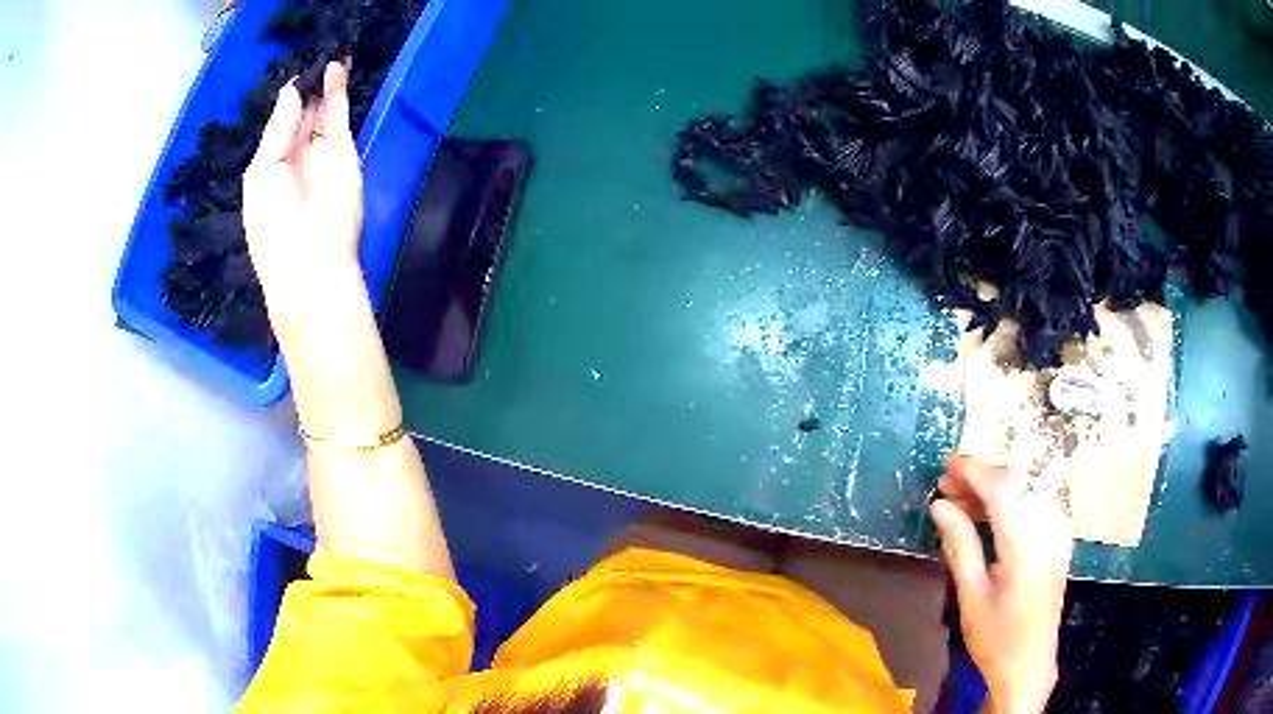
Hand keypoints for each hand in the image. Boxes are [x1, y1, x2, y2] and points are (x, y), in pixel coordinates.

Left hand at [242, 61, 363, 307]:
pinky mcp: (343, 151)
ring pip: (322, 110)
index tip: (291, 74)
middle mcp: (295, 157)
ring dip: (323, 85)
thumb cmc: (273, 224)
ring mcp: (320, 153)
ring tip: (326, 57)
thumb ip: (277, 129)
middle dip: (304, 90)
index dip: (284, 100)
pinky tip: (336, 68)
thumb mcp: (262, 173)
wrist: (311, 261)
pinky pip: (339, 114)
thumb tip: (289, 91)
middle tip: (310, 61)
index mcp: (269, 167)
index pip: (278, 126)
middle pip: (300, 115)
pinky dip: (338, 91)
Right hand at [930, 455, 1072, 713]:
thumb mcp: (971, 595)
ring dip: (994, 487)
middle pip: (1017, 482)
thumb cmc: (995, 638)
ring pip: (1027, 488)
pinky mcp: (1059, 538)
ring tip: (960, 500)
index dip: (973, 471)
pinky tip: (988, 514)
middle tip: (946, 485)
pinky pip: (1035, 502)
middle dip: (981, 476)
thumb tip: (939, 505)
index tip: (944, 464)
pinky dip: (1010, 500)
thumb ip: (959, 544)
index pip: (1001, 489)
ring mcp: (1058, 532)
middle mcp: (1049, 529)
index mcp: (1026, 546)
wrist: (1029, 665)